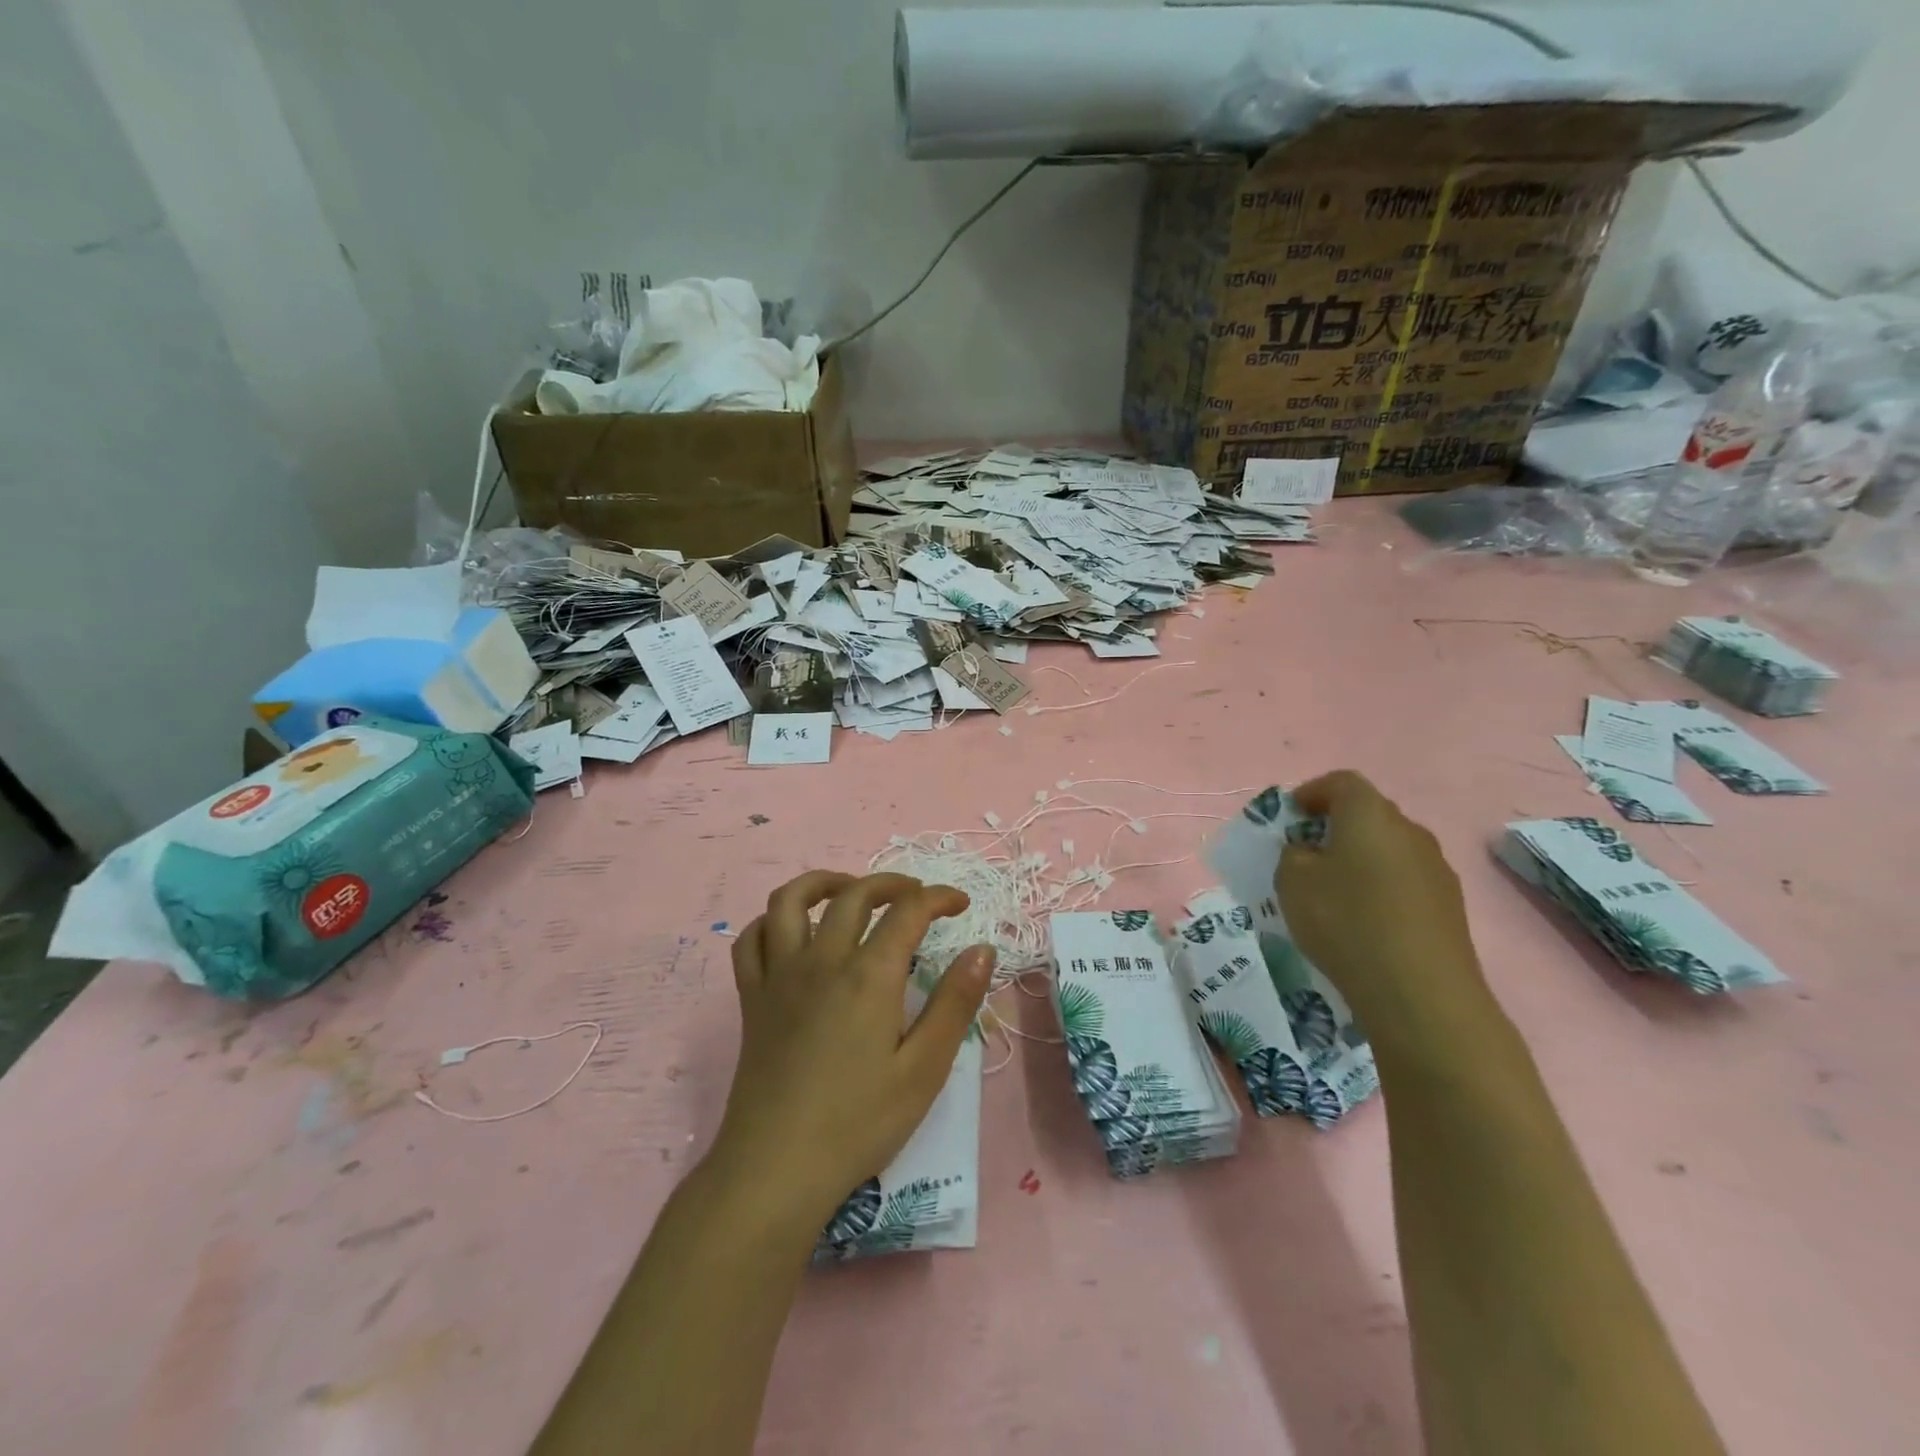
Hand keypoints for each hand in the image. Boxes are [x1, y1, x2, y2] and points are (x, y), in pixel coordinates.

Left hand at [708, 871, 994, 1227]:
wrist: (776, 1168)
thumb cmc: (859, 1123)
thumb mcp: (924, 1069)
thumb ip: (955, 1003)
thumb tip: (982, 949)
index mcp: (868, 975)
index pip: (909, 911)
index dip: (939, 897)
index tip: (960, 904)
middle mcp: (822, 960)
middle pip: (855, 894)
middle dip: (892, 883)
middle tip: (916, 896)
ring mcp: (779, 976)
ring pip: (791, 900)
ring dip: (824, 882)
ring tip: (849, 891)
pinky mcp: (751, 998)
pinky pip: (751, 940)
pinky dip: (771, 922)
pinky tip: (791, 932)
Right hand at [1277, 771, 1497, 1057]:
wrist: (1420, 992)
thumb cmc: (1345, 921)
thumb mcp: (1291, 881)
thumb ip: (1293, 854)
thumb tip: (1310, 852)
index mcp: (1369, 814)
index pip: (1341, 782)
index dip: (1312, 793)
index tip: (1290, 816)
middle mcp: (1409, 830)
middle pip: (1368, 814)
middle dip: (1336, 827)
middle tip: (1307, 854)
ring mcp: (1436, 868)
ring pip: (1389, 849)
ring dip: (1361, 859)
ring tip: (1334, 893)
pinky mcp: (1450, 905)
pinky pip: (1406, 881)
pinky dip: (1381, 888)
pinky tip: (1365, 921)